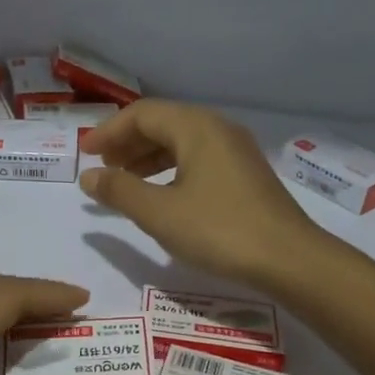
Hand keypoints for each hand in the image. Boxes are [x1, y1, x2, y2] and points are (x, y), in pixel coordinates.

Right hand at [81, 99, 316, 286]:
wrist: (289, 260)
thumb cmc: (218, 230)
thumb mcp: (159, 213)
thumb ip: (118, 191)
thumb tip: (88, 177)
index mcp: (196, 127)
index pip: (142, 114)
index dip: (108, 131)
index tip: (84, 153)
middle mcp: (217, 129)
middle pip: (162, 123)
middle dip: (127, 143)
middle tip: (102, 168)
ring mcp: (235, 151)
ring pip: (181, 143)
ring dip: (147, 158)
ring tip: (124, 182)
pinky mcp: (244, 174)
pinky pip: (197, 159)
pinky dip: (170, 170)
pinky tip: (160, 194)